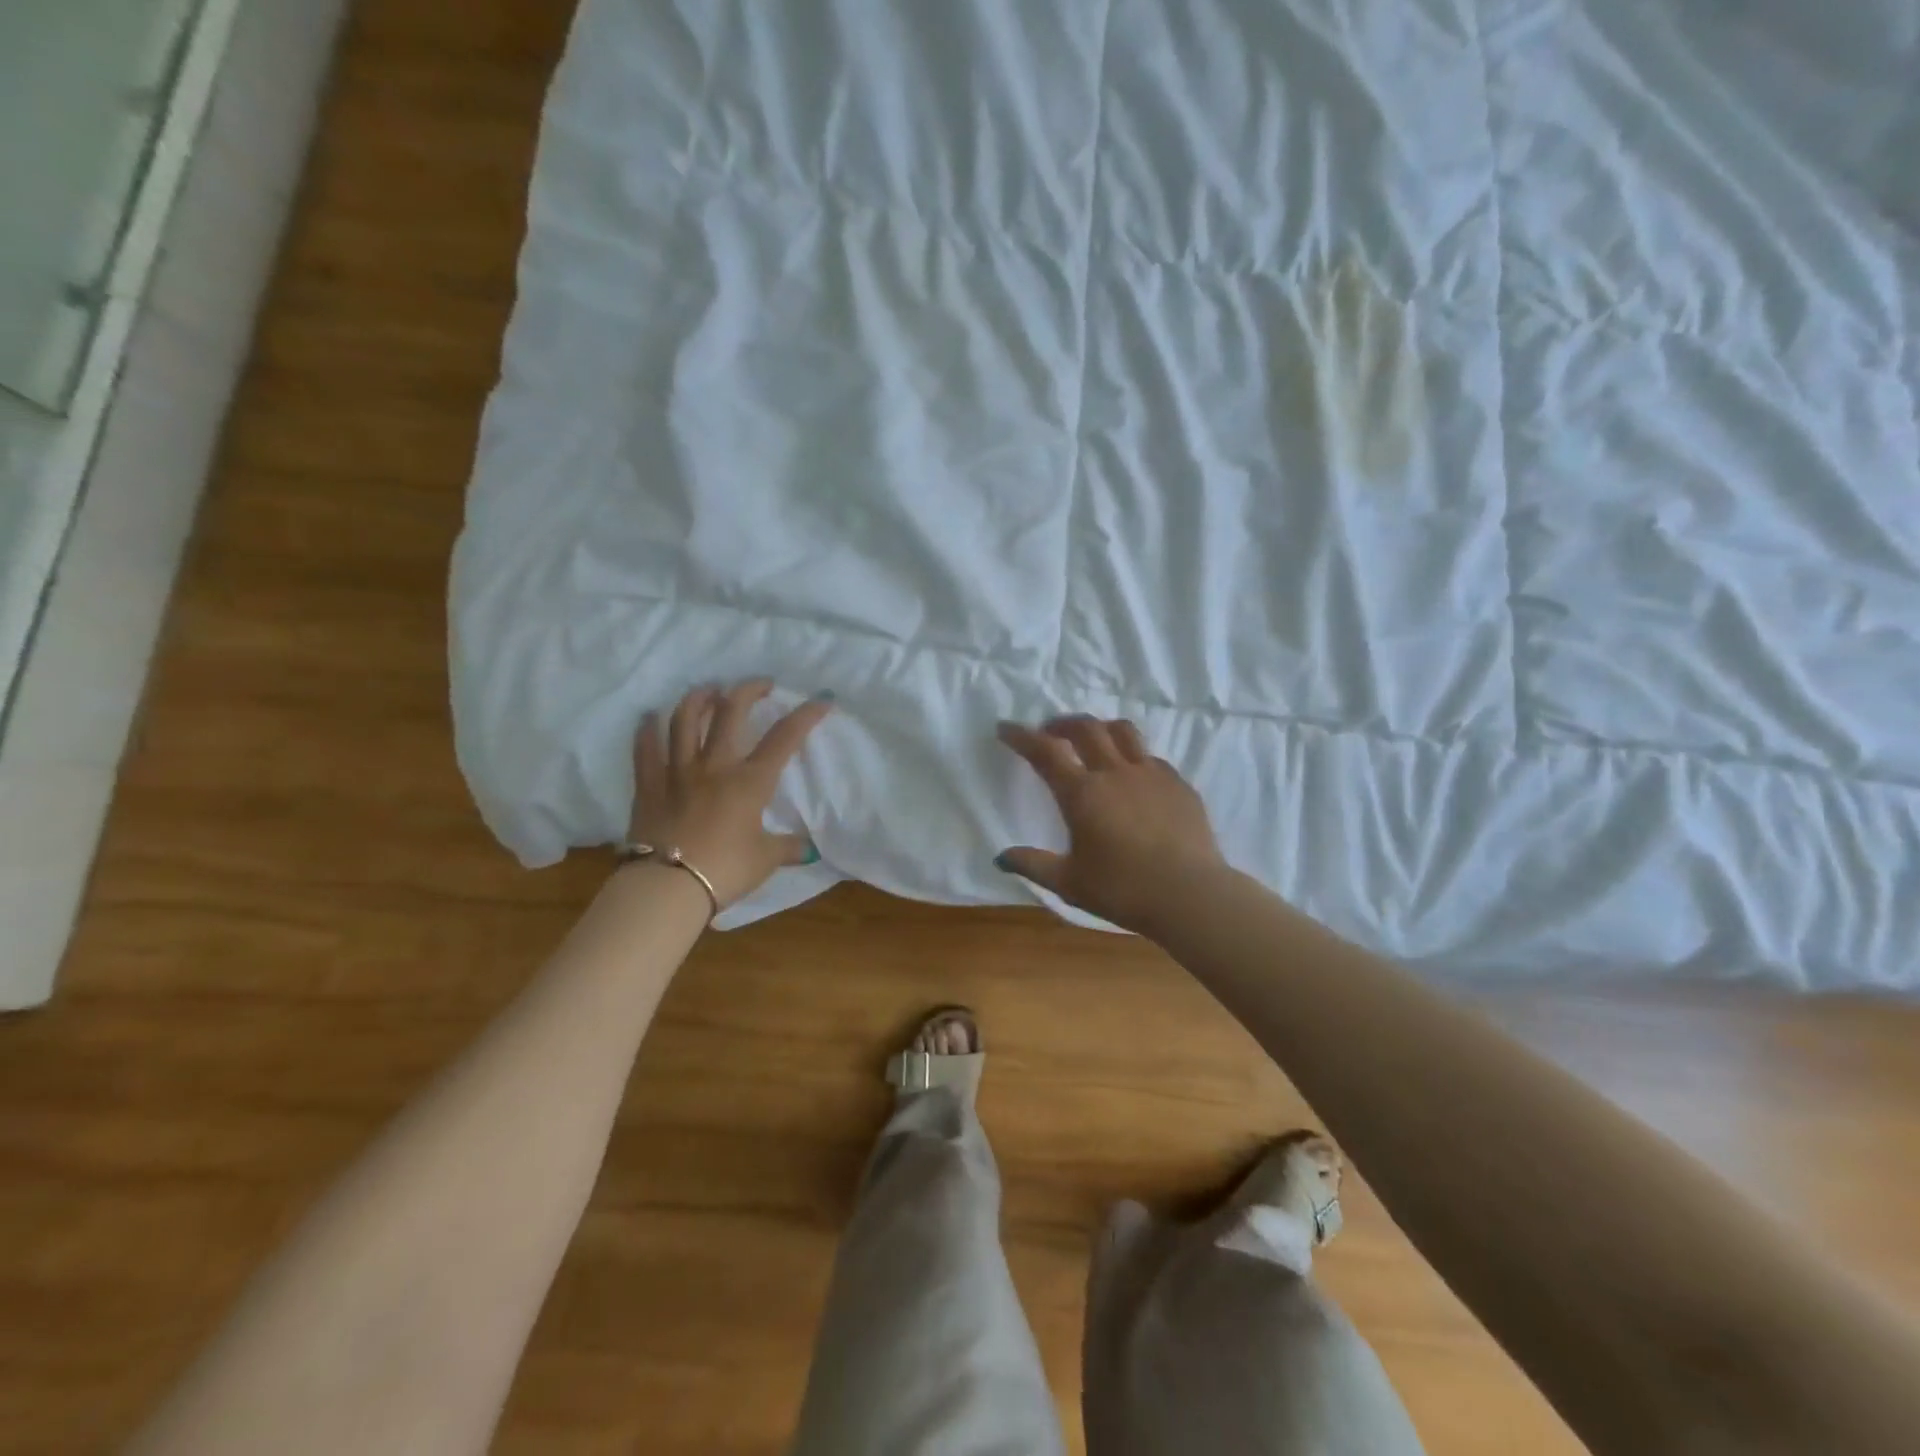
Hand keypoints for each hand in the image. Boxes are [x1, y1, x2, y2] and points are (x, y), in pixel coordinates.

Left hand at [631, 681, 830, 907]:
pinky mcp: (648, 785)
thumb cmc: (724, 870)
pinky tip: (650, 717)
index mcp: (750, 781)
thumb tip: (808, 849)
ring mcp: (678, 771)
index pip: (784, 738)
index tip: (821, 699)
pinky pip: (645, 749)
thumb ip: (787, 848)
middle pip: (730, 713)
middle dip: (748, 691)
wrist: (668, 887)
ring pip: (685, 720)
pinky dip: (647, 730)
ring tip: (708, 691)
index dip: (805, 715)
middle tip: (759, 685)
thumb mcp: (765, 860)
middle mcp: (715, 766)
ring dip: (698, 699)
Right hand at [995, 715, 1225, 934]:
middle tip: (1049, 730)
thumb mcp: (1069, 883)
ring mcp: (1151, 774)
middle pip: (1086, 728)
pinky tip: (1133, 775)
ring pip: (1123, 731)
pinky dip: (1133, 755)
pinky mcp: (1179, 784)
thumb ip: (1033, 865)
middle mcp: (1115, 773)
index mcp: (1082, 793)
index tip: (1005, 728)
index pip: (1045, 752)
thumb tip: (1001, 858)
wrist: (1190, 895)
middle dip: (1062, 723)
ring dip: (1100, 727)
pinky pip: (1151, 757)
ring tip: (1093, 738)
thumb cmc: (1123, 890)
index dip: (1022, 736)